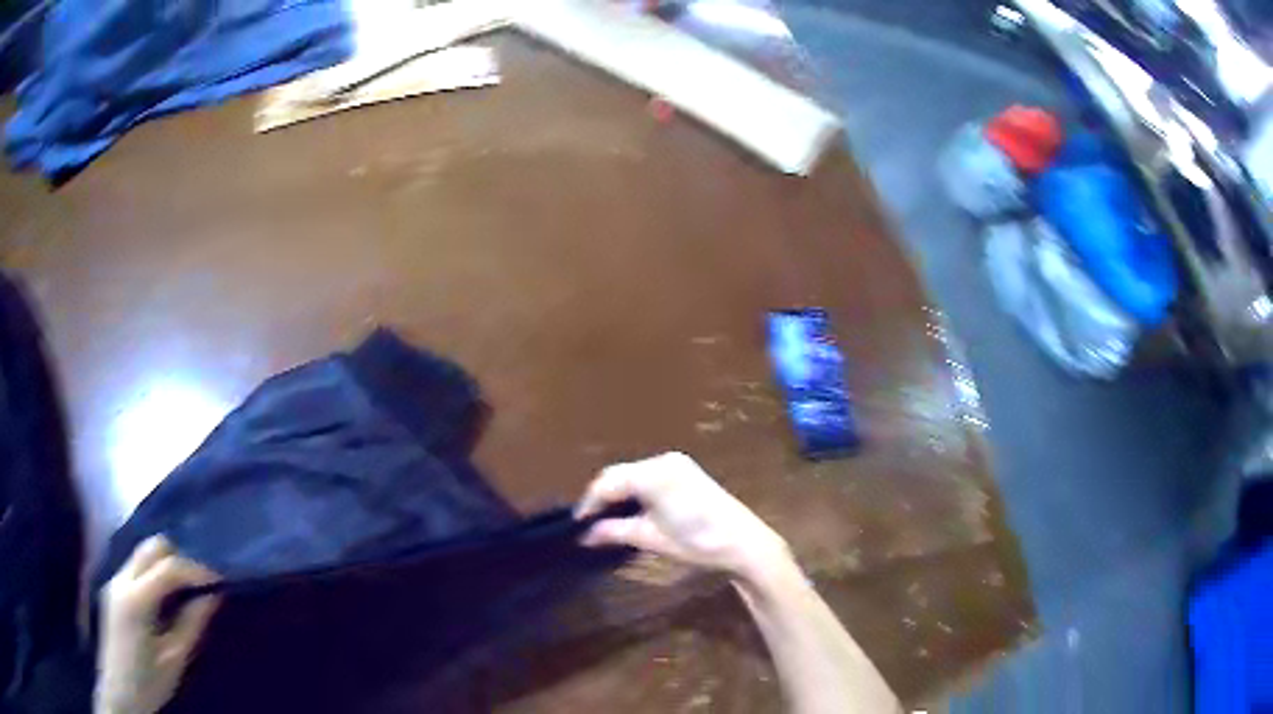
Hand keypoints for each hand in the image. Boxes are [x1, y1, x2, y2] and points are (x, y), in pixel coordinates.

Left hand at [96, 536, 219, 713]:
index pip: (168, 567)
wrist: (119, 691)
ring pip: (142, 553)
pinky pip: (136, 567)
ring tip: (188, 587)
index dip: (195, 569)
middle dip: (179, 557)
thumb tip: (212, 597)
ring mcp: (114, 581)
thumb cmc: (149, 682)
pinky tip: (167, 595)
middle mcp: (121, 579)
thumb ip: (191, 625)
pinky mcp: (114, 588)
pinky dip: (155, 571)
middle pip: (151, 547)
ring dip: (166, 563)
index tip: (219, 579)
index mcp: (136, 599)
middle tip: (202, 581)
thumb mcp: (174, 659)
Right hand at [576, 452, 792, 582]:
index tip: (576, 525)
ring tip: (606, 521)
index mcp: (653, 473)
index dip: (589, 503)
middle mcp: (663, 460)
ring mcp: (677, 465)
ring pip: (634, 475)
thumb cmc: (696, 542)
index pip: (608, 482)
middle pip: (620, 474)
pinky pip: (650, 477)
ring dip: (619, 495)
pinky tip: (631, 511)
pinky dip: (636, 492)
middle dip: (602, 498)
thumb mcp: (650, 539)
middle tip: (589, 525)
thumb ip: (614, 532)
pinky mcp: (687, 473)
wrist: (743, 544)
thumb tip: (584, 535)